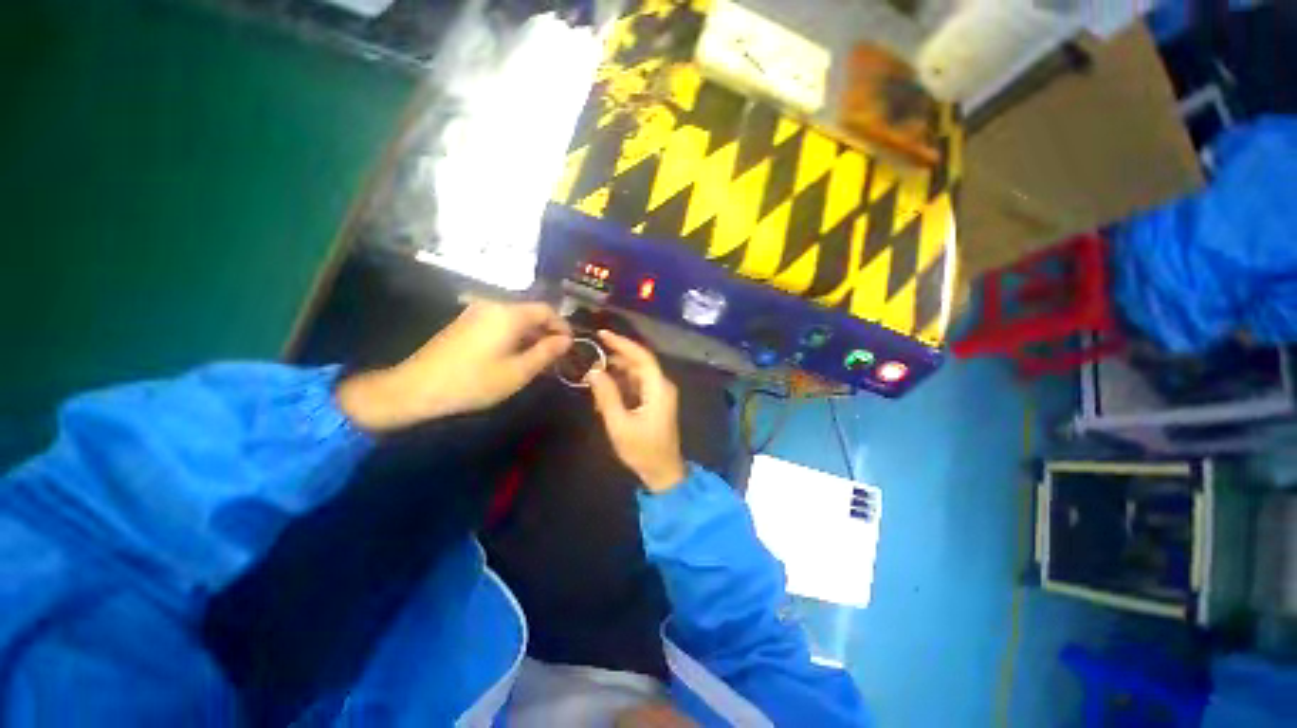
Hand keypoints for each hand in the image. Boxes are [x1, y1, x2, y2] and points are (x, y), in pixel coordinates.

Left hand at [337, 300, 571, 431]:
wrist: (417, 387)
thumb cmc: (474, 381)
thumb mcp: (518, 372)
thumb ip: (546, 353)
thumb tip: (566, 340)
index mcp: (509, 314)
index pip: (547, 310)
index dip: (563, 326)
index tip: (570, 346)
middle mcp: (493, 306)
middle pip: (531, 313)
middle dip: (547, 332)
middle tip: (556, 357)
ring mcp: (476, 312)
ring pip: (515, 319)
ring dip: (531, 336)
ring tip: (538, 360)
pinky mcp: (465, 322)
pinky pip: (499, 324)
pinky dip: (514, 336)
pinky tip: (514, 357)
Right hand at [586, 330, 686, 491]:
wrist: (662, 472)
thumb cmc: (642, 450)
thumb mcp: (619, 424)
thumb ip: (607, 396)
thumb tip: (593, 371)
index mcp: (658, 388)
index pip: (642, 357)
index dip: (622, 343)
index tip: (602, 334)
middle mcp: (662, 386)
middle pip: (639, 363)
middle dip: (617, 357)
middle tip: (593, 356)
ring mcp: (660, 394)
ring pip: (637, 373)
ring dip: (617, 373)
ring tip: (595, 376)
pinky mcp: (655, 402)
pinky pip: (637, 385)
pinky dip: (622, 385)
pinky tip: (606, 393)